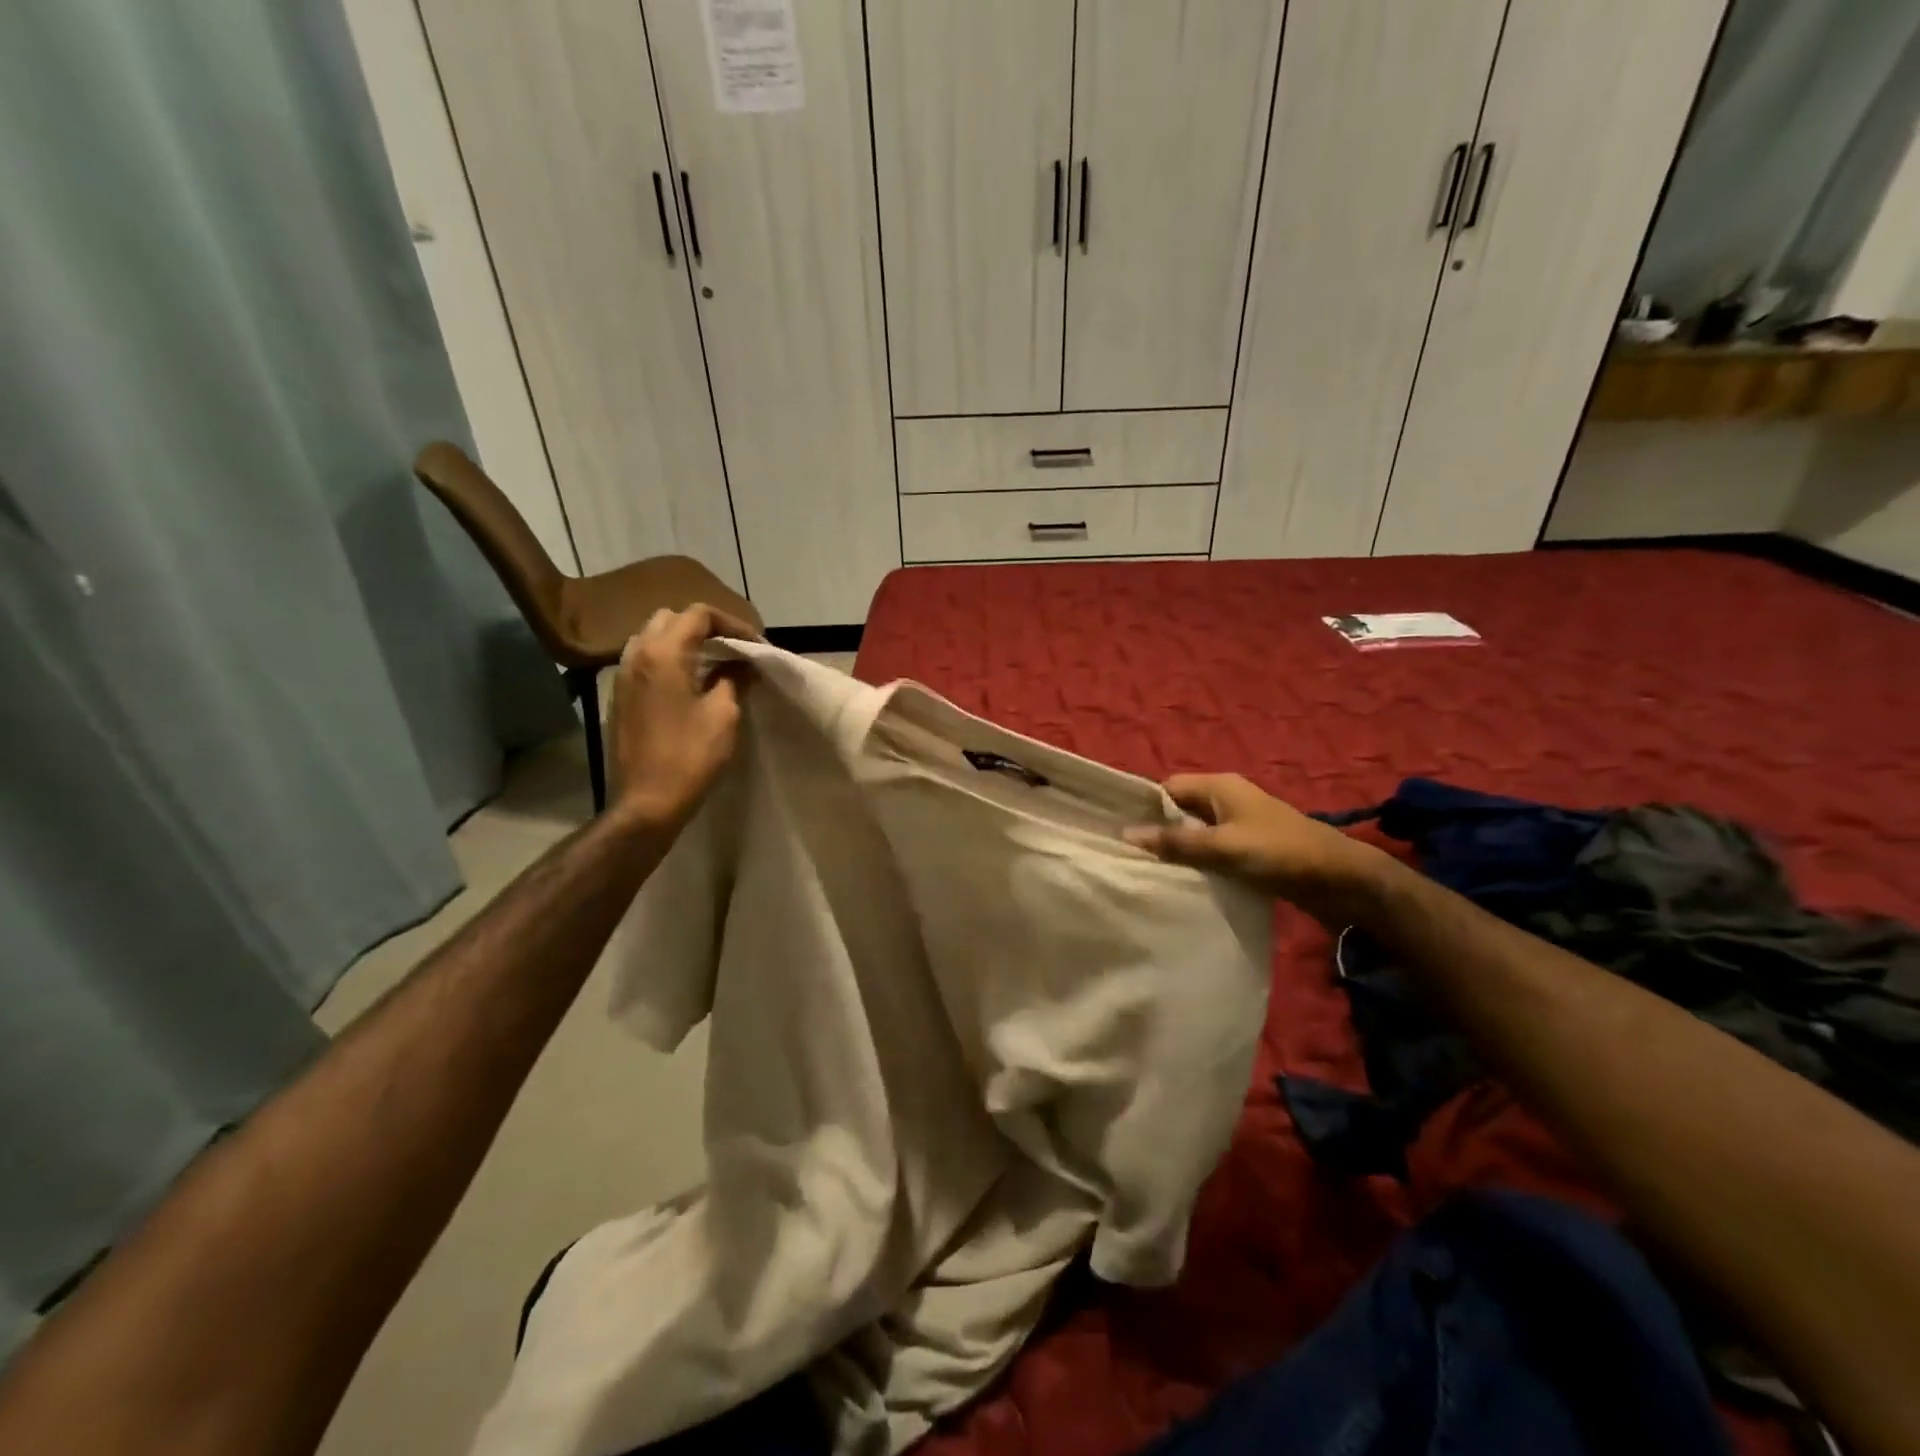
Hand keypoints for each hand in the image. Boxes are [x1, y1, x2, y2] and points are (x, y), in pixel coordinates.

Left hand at [607, 604, 757, 830]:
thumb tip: (743, 665)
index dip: (732, 623)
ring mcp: (623, 675)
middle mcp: (637, 654)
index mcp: (663, 654)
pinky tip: (690, 682)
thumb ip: (733, 679)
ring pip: (653, 637)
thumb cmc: (690, 756)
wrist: (646, 801)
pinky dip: (669, 659)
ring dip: (684, 641)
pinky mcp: (620, 695)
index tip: (755, 644)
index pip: (699, 615)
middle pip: (671, 618)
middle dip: (705, 626)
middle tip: (733, 647)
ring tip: (713, 662)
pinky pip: (644, 660)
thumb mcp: (724, 715)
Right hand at [1126, 773, 1388, 922]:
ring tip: (1145, 871)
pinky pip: (1211, 851)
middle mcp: (1226, 800)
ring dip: (1176, 850)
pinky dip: (1197, 863)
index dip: (1143, 807)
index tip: (1116, 830)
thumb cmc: (1281, 853)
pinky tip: (1180, 881)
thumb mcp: (1224, 847)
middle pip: (1179, 810)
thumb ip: (1176, 843)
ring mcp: (1239, 826)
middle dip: (1156, 830)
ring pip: (1195, 834)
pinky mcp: (1249, 850)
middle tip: (1126, 856)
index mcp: (1220, 787)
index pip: (1167, 788)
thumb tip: (1127, 835)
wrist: (1343, 881)